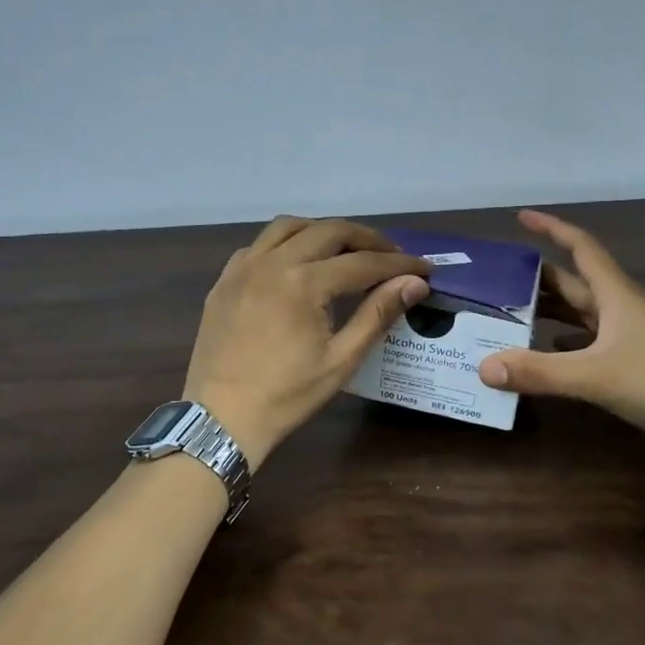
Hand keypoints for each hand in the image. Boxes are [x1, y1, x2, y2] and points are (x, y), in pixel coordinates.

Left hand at [183, 217, 431, 468]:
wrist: (221, 417)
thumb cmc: (286, 395)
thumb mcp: (340, 360)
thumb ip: (378, 314)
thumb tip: (414, 283)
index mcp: (303, 282)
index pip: (362, 263)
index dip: (397, 263)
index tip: (423, 268)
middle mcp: (272, 262)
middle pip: (328, 231)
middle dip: (365, 239)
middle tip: (390, 254)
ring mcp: (243, 267)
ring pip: (289, 226)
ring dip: (323, 230)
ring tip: (345, 249)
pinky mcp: (225, 279)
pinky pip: (259, 244)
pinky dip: (284, 243)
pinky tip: (296, 262)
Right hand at [476, 209, 644, 463]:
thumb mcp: (597, 376)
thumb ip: (539, 372)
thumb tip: (482, 367)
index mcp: (615, 296)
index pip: (580, 247)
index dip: (552, 228)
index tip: (521, 216)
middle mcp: (622, 309)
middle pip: (575, 281)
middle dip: (538, 276)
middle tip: (499, 277)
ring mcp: (632, 336)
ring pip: (582, 312)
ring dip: (550, 309)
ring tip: (512, 312)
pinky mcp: (638, 363)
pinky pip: (591, 342)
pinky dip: (565, 342)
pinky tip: (547, 353)